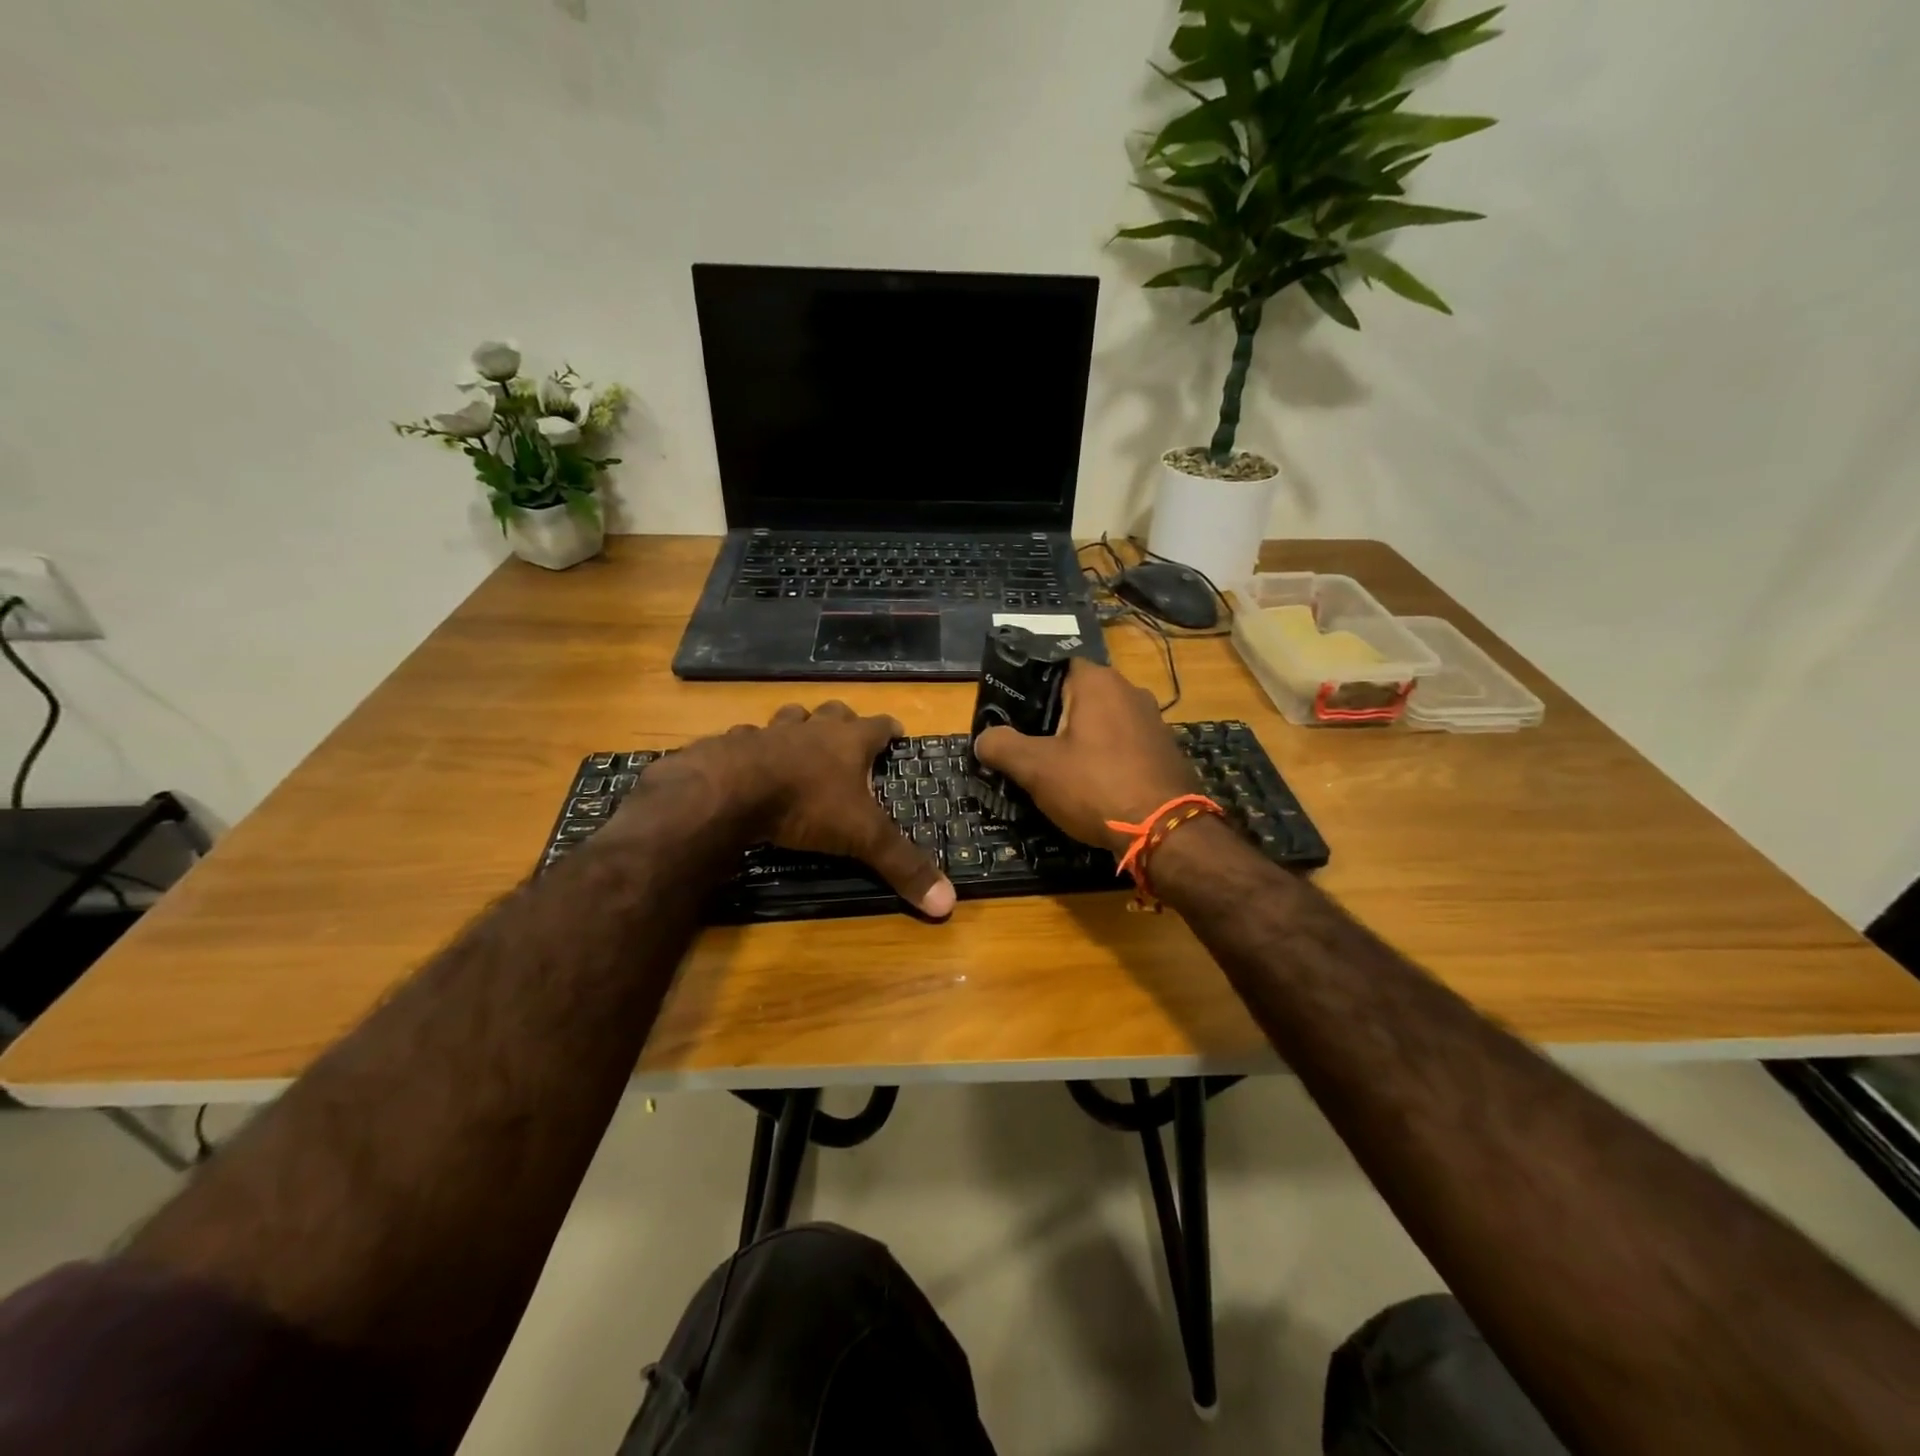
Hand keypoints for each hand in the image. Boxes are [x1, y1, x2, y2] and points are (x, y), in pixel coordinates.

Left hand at [617, 701, 954, 918]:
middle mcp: (812, 729)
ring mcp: (771, 732)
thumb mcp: (862, 837)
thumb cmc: (807, 804)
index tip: (897, 733)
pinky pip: (748, 738)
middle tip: (849, 738)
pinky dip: (754, 748)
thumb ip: (902, 866)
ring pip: (791, 717)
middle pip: (835, 712)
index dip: (890, 729)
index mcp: (849, 741)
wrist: (730, 791)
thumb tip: (948, 905)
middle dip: (844, 722)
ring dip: (799, 727)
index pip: (879, 725)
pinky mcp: (734, 744)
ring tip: (801, 743)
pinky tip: (751, 763)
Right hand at [973, 659, 1199, 853]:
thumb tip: (983, 739)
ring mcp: (1152, 719)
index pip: (1055, 666)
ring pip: (1103, 720)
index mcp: (1097, 681)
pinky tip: (1093, 783)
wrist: (1165, 830)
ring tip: (1058, 767)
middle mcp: (1129, 690)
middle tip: (1029, 745)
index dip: (1030, 688)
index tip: (1012, 714)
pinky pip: (1124, 743)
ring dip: (1081, 739)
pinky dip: (1106, 756)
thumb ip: (1002, 747)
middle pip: (1079, 695)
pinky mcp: (1165, 748)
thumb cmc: (1095, 786)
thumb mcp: (1036, 768)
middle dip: (1054, 717)